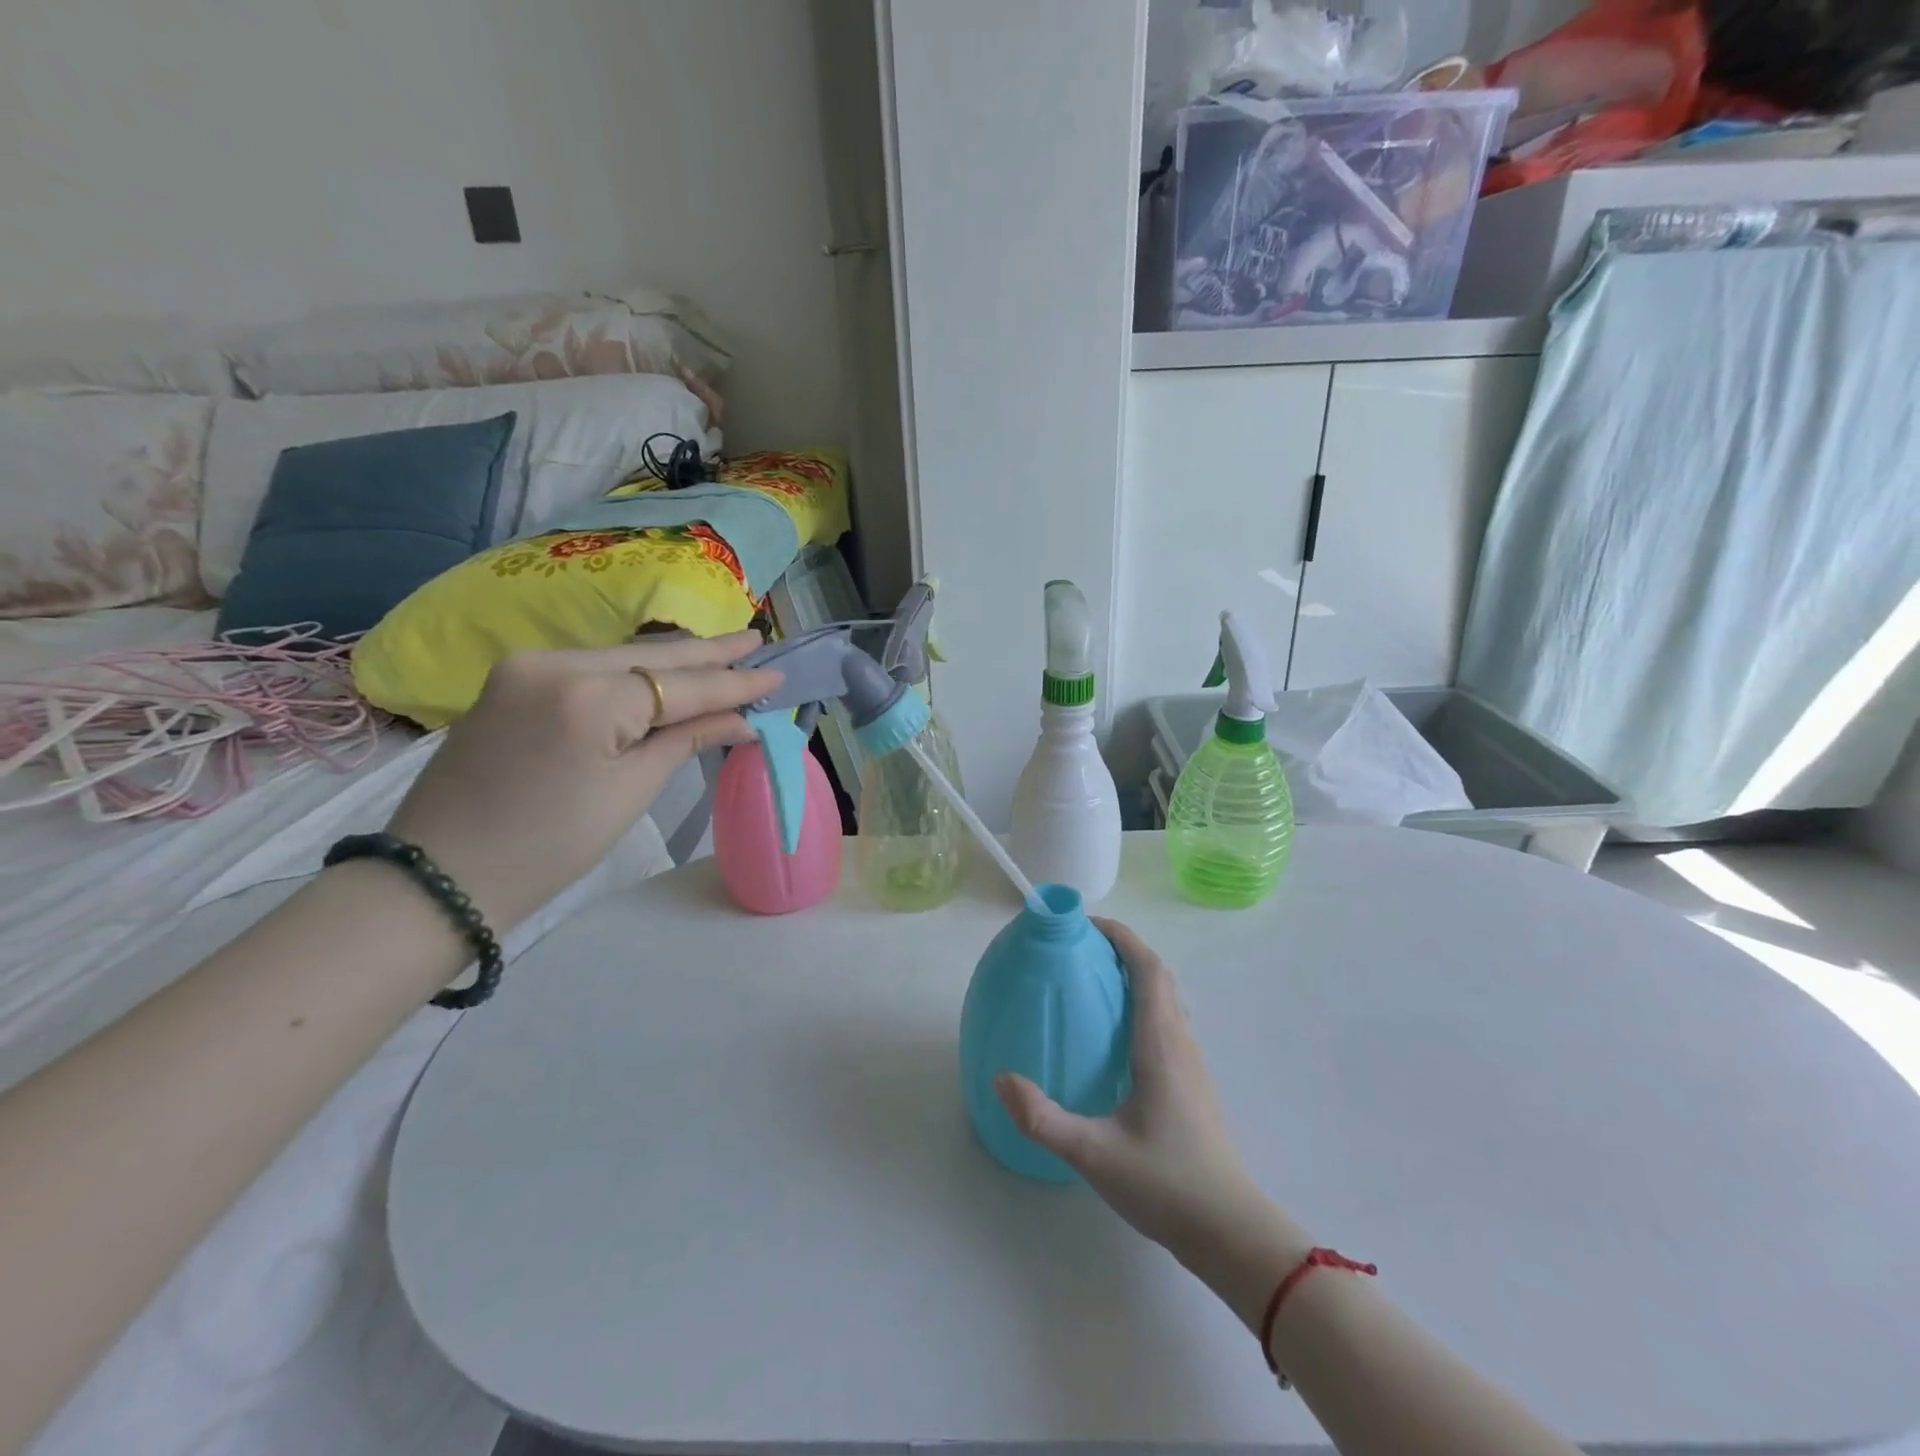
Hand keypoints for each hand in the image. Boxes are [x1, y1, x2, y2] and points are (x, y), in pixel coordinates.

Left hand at [384, 633, 780, 932]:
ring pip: (621, 656)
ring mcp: (527, 665)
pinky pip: (589, 666)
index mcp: (589, 696)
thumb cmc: (550, 846)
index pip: (682, 685)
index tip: (776, 673)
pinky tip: (663, 668)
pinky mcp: (512, 678)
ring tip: (724, 648)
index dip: (734, 683)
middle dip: (708, 652)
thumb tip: (741, 720)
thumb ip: (686, 739)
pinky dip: (632, 670)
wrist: (442, 874)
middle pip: (651, 655)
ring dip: (672, 659)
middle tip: (755, 639)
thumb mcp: (630, 792)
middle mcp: (556, 663)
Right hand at [995, 920, 1288, 1275]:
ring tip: (1092, 984)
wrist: (1232, 1232)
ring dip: (1134, 977)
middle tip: (1079, 950)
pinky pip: (1167, 1024)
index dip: (1121, 937)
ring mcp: (1191, 1064)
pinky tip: (1114, 1038)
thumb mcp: (1094, 1154)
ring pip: (1166, 1000)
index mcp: (1160, 1043)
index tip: (1085, 925)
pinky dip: (1141, 1006)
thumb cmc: (1167, 1184)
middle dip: (1122, 950)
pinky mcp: (1192, 1084)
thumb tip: (1001, 1079)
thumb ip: (1044, 1119)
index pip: (1148, 968)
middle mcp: (1180, 1042)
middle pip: (1158, 976)